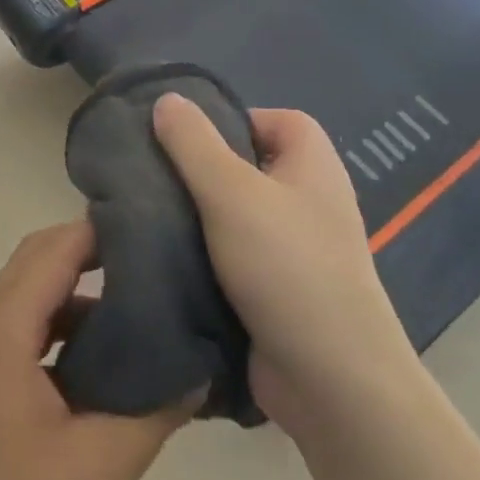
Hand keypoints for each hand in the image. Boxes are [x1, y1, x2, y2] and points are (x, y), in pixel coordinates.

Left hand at [0, 222, 194, 479]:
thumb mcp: (96, 467)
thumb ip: (153, 412)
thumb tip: (198, 370)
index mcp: (5, 324)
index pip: (57, 247)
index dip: (105, 231)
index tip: (160, 232)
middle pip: (42, 263)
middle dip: (97, 256)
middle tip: (159, 267)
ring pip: (36, 302)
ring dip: (83, 299)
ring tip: (144, 315)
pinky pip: (30, 336)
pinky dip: (69, 335)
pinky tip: (107, 371)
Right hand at [152, 96, 414, 434]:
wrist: (332, 381)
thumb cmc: (287, 266)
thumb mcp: (231, 192)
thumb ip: (194, 143)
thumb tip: (166, 99)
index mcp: (312, 165)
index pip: (272, 119)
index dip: (231, 120)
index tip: (183, 139)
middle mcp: (309, 200)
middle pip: (248, 165)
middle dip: (201, 169)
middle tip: (153, 176)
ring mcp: (295, 248)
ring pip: (234, 213)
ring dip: (195, 215)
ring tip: (147, 214)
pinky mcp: (276, 289)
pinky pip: (233, 254)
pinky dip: (203, 254)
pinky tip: (164, 257)